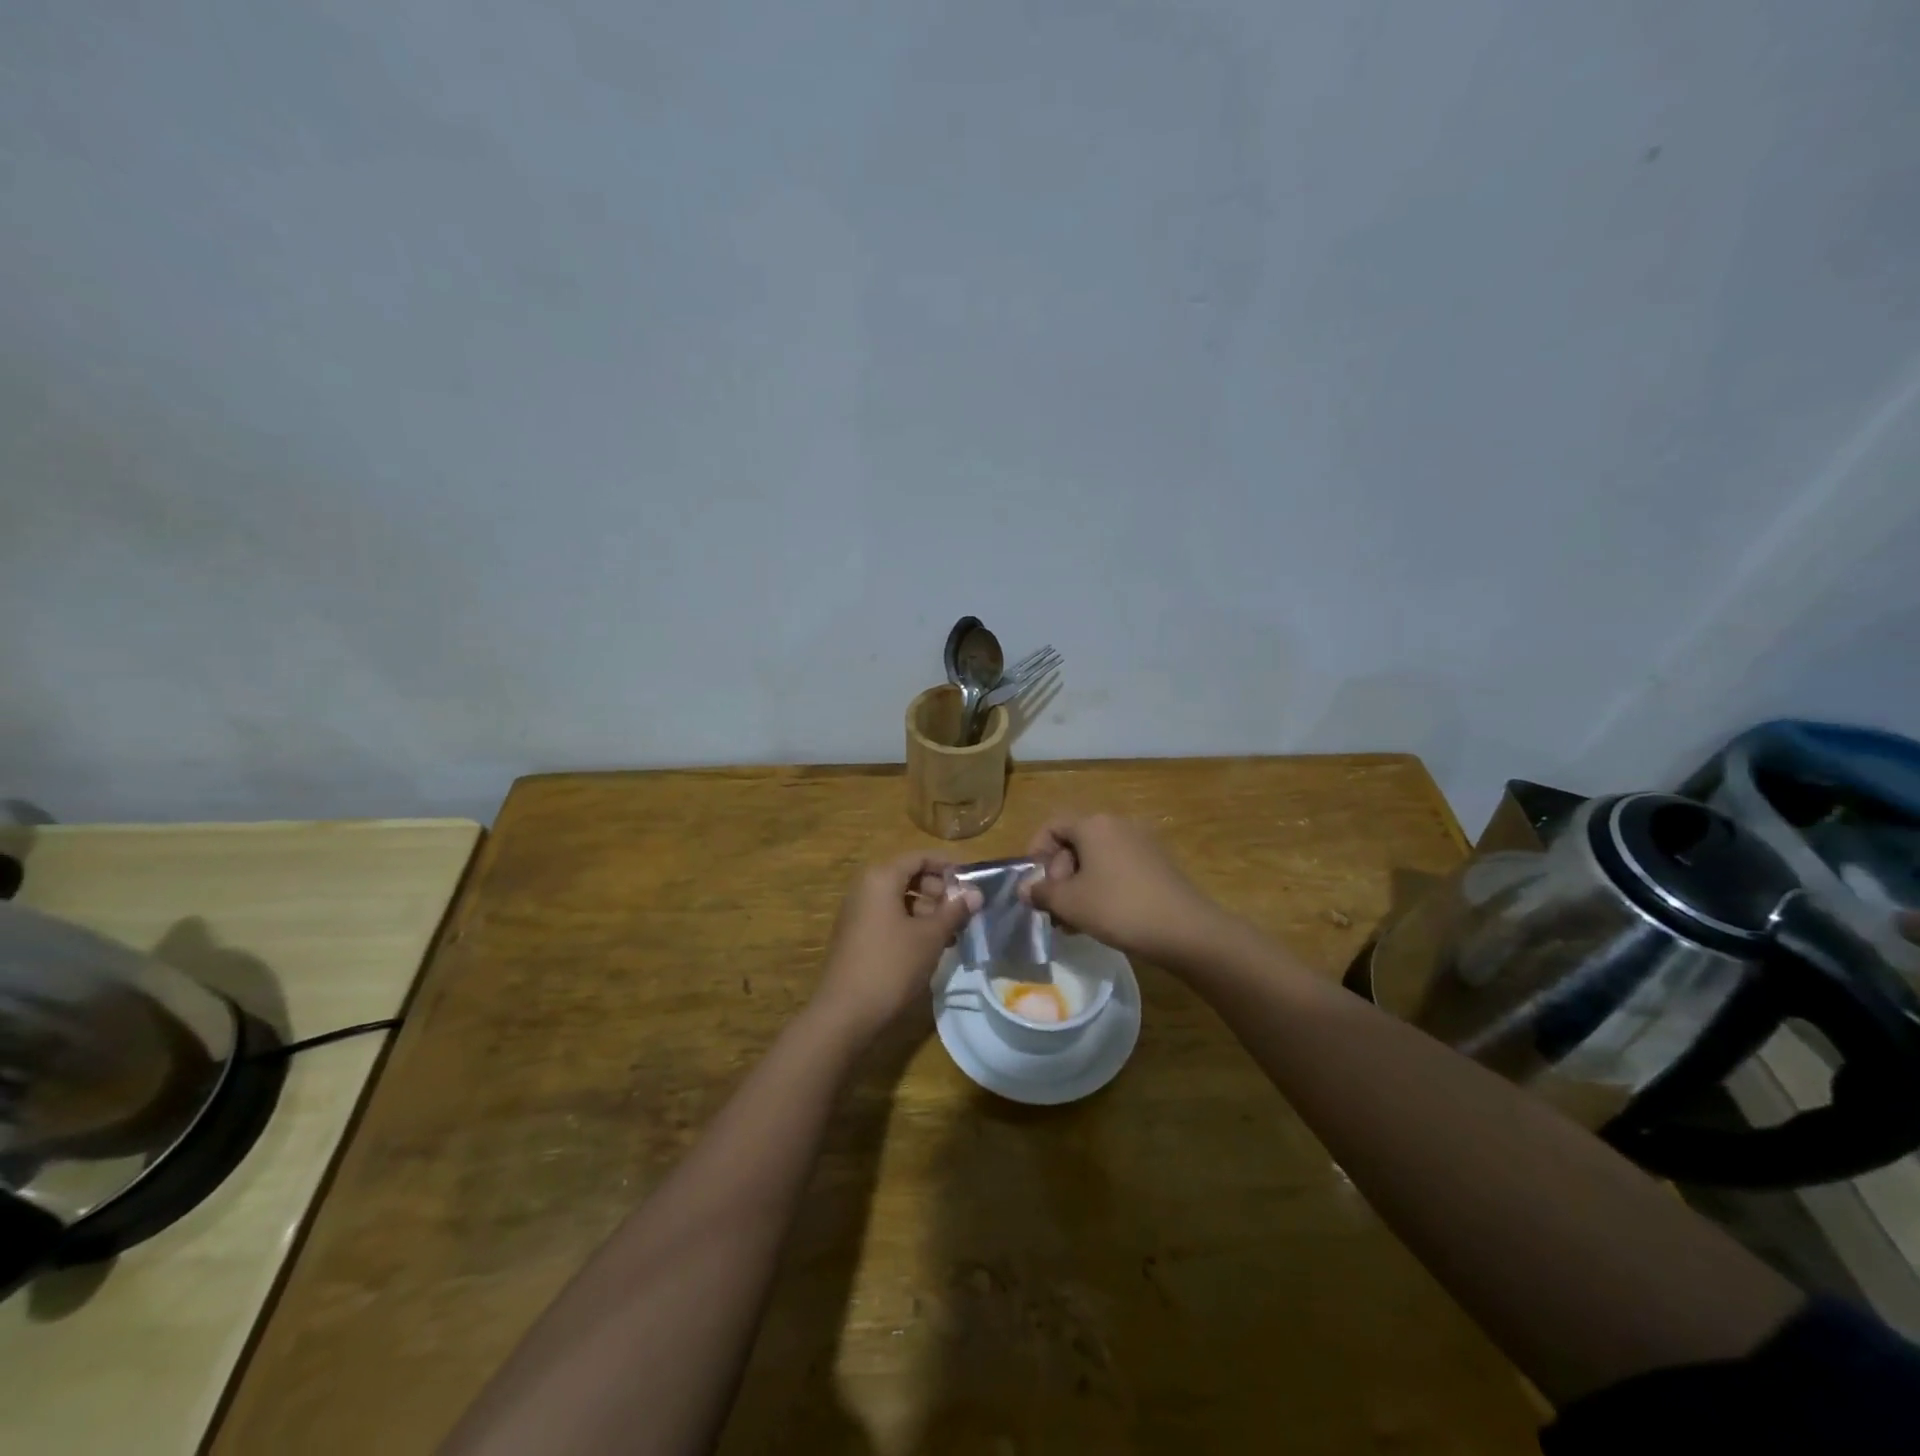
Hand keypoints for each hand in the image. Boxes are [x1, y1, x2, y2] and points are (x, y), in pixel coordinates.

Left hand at [812, 853, 980, 1042]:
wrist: (845, 1012)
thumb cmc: (891, 965)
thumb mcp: (930, 936)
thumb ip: (954, 911)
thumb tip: (977, 893)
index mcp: (881, 878)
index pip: (919, 857)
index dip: (948, 866)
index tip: (972, 882)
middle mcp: (866, 888)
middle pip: (909, 876)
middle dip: (939, 890)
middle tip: (963, 911)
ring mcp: (858, 912)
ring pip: (900, 899)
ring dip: (928, 910)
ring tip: (953, 932)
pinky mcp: (857, 935)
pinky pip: (889, 917)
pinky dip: (912, 924)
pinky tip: (932, 946)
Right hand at [1020, 813, 1227, 967]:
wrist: (1185, 930)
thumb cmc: (1118, 908)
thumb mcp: (1070, 903)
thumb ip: (1041, 893)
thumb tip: (1024, 889)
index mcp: (1094, 825)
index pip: (1052, 826)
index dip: (1035, 852)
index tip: (1033, 884)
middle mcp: (1118, 825)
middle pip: (1074, 843)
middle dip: (1058, 876)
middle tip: (1054, 910)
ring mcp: (1142, 843)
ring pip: (1096, 860)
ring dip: (1078, 887)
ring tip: (1074, 922)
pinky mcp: (1158, 864)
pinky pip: (1118, 868)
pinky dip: (1102, 888)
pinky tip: (1102, 919)